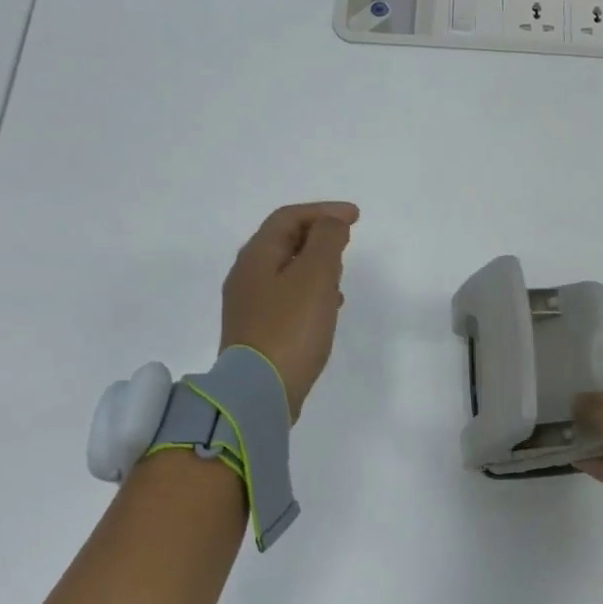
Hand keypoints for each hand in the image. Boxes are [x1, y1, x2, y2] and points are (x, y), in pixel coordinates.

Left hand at [219, 202, 358, 419]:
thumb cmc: (290, 328)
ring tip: (341, 275)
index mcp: (256, 257)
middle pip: (283, 242)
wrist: (260, 392)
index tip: (356, 217)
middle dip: (317, 235)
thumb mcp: (315, 276)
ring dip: (315, 265)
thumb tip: (332, 222)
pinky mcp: (258, 332)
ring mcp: (249, 306)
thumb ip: (326, 241)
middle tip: (346, 241)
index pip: (288, 218)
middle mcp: (246, 276)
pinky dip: (310, 292)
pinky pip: (287, 298)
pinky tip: (328, 308)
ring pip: (286, 271)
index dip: (323, 211)